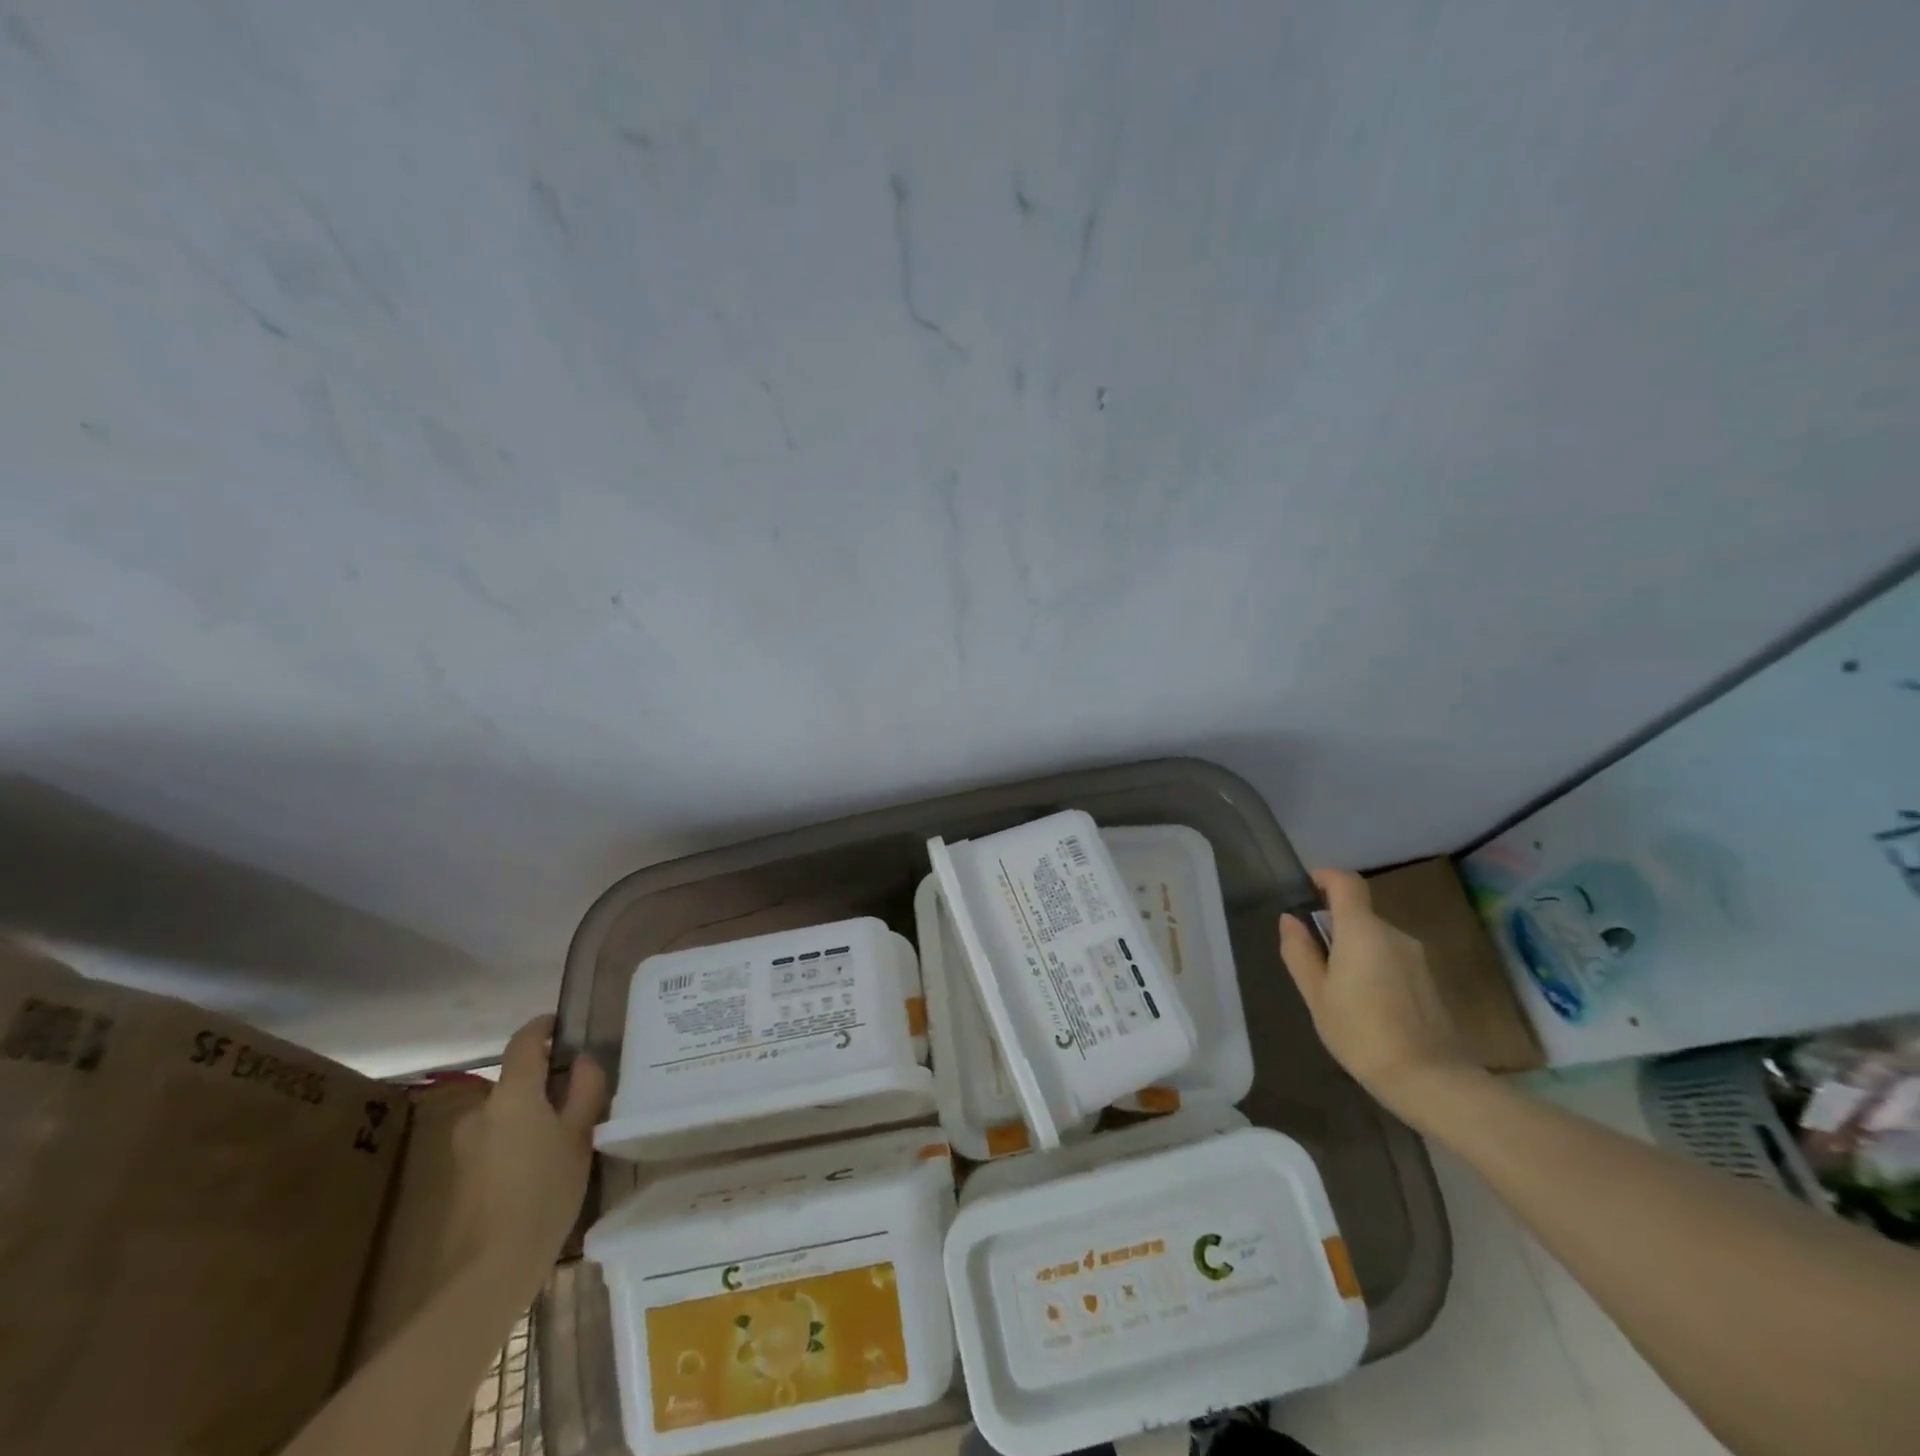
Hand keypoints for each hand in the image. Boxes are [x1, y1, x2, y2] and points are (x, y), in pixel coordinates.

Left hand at [450, 1015, 607, 1301]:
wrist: (488, 1271)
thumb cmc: (544, 1193)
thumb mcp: (580, 1136)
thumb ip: (585, 1090)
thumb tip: (583, 1061)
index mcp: (512, 1094)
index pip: (524, 1042)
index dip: (543, 1026)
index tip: (562, 1023)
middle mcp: (481, 1111)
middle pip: (515, 1081)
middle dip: (544, 1081)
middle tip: (579, 1093)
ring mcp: (465, 1145)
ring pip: (505, 1113)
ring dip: (530, 1113)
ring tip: (563, 1133)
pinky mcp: (460, 1175)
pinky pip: (495, 1139)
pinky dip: (517, 1139)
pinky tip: (539, 1166)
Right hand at [1279, 869, 1480, 1119]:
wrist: (1431, 1080)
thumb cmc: (1361, 1033)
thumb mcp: (1316, 995)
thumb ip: (1300, 952)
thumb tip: (1290, 920)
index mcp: (1362, 931)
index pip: (1346, 882)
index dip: (1325, 876)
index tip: (1307, 886)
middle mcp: (1393, 934)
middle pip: (1359, 913)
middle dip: (1334, 926)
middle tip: (1312, 958)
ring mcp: (1416, 957)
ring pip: (1376, 938)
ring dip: (1354, 949)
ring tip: (1338, 988)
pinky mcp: (1429, 979)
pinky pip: (1392, 957)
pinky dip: (1373, 966)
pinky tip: (1366, 1003)